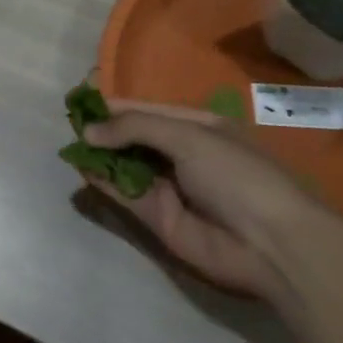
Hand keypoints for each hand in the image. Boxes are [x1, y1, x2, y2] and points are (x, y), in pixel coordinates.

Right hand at [79, 99, 324, 300]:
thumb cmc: (237, 175)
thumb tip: (89, 131)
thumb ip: (135, 128)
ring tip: (71, 144)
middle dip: (104, 130)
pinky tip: (82, 168)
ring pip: (125, 165)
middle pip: (133, 137)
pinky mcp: (158, 218)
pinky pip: (125, 194)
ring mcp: (169, 187)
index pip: (146, 110)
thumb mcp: (188, 136)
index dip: (115, 105)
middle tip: (70, 123)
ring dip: (99, 155)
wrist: (272, 244)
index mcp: (197, 127)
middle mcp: (181, 155)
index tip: (81, 98)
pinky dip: (103, 181)